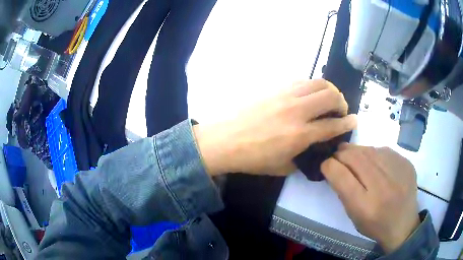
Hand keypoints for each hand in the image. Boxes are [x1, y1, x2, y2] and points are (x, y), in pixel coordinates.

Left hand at [193, 79, 356, 175]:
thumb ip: (303, 158)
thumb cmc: (252, 158)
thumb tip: (314, 149)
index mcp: (300, 135)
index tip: (354, 121)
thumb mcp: (282, 167)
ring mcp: (285, 95)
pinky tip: (308, 95)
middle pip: (331, 96)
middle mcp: (297, 111)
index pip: (333, 125)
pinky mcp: (275, 88)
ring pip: (318, 82)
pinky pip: (301, 81)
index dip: (348, 123)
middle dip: (342, 102)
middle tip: (340, 111)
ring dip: (329, 90)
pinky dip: (311, 86)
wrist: (224, 140)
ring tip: (328, 99)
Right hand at [321, 143, 420, 252]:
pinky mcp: (406, 163)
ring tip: (353, 155)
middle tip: (337, 155)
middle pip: (355, 158)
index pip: (341, 176)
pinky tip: (373, 160)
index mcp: (365, 206)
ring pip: (369, 150)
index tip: (325, 164)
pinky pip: (384, 150)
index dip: (329, 165)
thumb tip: (334, 166)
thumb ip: (343, 191)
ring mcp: (397, 172)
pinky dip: (373, 153)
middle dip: (341, 153)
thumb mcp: (354, 216)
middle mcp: (382, 187)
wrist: (403, 225)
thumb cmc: (375, 225)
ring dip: (356, 150)